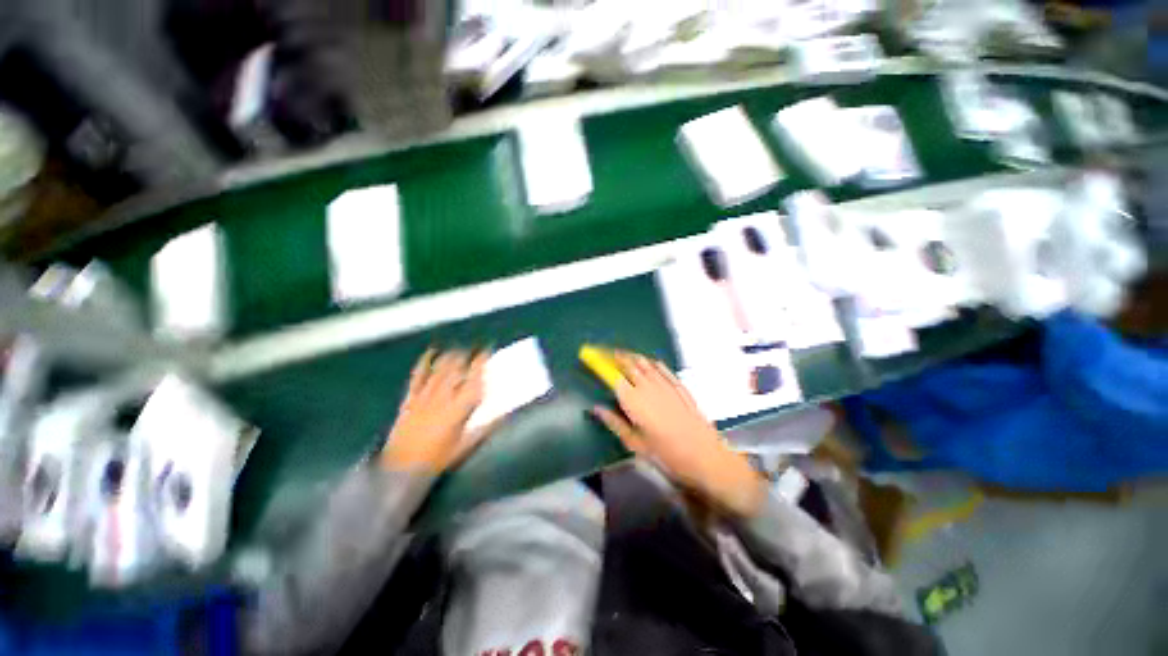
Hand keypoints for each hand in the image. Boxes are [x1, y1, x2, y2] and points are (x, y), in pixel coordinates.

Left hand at [380, 349, 490, 472]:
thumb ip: (487, 427)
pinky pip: (418, 375)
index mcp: (459, 407)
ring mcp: (424, 396)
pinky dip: (424, 362)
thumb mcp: (467, 445)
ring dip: (450, 356)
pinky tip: (431, 353)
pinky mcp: (410, 398)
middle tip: (474, 350)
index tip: (487, 352)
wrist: (402, 468)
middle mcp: (443, 397)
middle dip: (466, 355)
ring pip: (440, 368)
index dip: (481, 362)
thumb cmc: (439, 458)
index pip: (473, 378)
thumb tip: (505, 413)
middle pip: (456, 368)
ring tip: (459, 349)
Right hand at [591, 351, 765, 517]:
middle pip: (630, 365)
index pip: (613, 376)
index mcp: (634, 401)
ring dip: (634, 357)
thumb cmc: (667, 455)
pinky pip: (664, 369)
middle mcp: (648, 387)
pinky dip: (654, 363)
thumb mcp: (636, 444)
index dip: (602, 364)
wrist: (706, 457)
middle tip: (608, 354)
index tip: (593, 356)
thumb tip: (595, 408)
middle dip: (617, 357)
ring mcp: (666, 385)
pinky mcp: (680, 387)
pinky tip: (651, 362)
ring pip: (646, 364)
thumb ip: (614, 423)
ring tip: (625, 354)